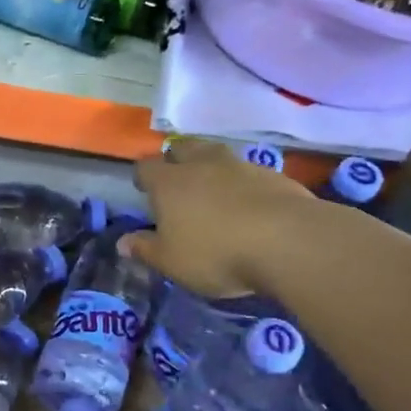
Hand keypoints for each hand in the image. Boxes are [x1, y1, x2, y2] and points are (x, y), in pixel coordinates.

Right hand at [121, 139, 323, 298]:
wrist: (288, 241)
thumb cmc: (216, 252)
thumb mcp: (171, 261)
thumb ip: (145, 249)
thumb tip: (122, 243)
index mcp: (169, 182)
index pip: (146, 167)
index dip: (143, 177)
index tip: (143, 189)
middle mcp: (202, 164)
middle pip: (183, 149)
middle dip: (177, 160)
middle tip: (178, 181)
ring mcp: (240, 165)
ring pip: (218, 156)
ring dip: (212, 168)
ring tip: (214, 190)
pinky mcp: (273, 175)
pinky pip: (249, 172)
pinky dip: (243, 183)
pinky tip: (249, 204)